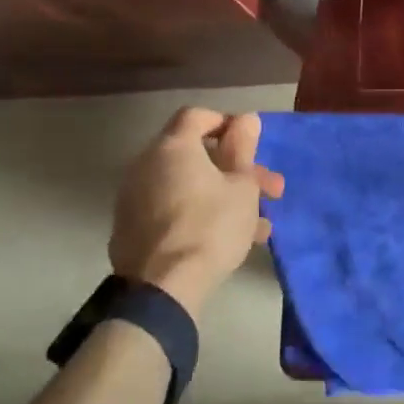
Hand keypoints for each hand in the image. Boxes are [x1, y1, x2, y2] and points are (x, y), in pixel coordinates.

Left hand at [109, 109, 283, 317]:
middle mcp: (146, 165)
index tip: (252, 144)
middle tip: (271, 191)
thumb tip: (245, 119)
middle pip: (196, 155)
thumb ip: (244, 148)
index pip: (197, 116)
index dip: (227, 123)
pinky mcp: (132, 229)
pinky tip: (231, 240)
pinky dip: (201, 215)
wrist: (164, 287)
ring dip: (225, 197)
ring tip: (259, 225)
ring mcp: (135, 199)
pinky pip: (174, 210)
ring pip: (189, 186)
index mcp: (173, 147)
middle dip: (238, 170)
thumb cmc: (212, 226)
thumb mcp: (242, 186)